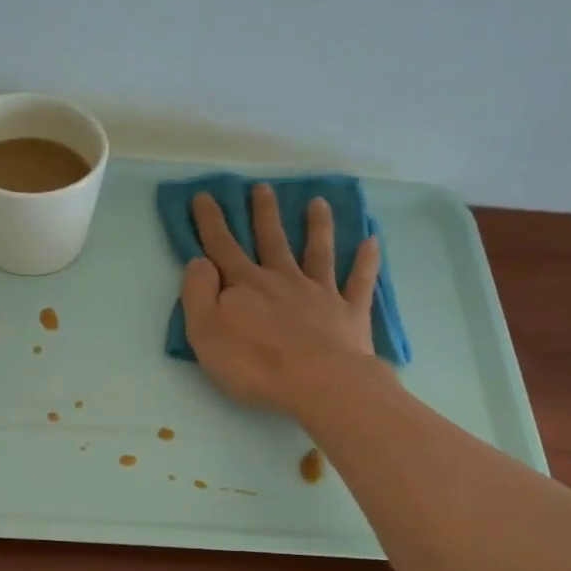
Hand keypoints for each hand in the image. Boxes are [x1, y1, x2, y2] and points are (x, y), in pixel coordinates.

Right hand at [180, 185, 382, 415]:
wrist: (319, 383)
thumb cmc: (255, 364)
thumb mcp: (206, 333)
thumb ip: (198, 294)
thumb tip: (200, 261)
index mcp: (246, 285)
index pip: (222, 247)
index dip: (210, 222)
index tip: (204, 195)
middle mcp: (283, 280)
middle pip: (272, 240)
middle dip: (264, 213)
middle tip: (262, 187)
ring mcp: (320, 293)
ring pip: (318, 252)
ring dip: (317, 226)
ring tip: (318, 202)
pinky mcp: (349, 313)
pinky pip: (359, 281)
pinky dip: (366, 261)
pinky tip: (372, 241)